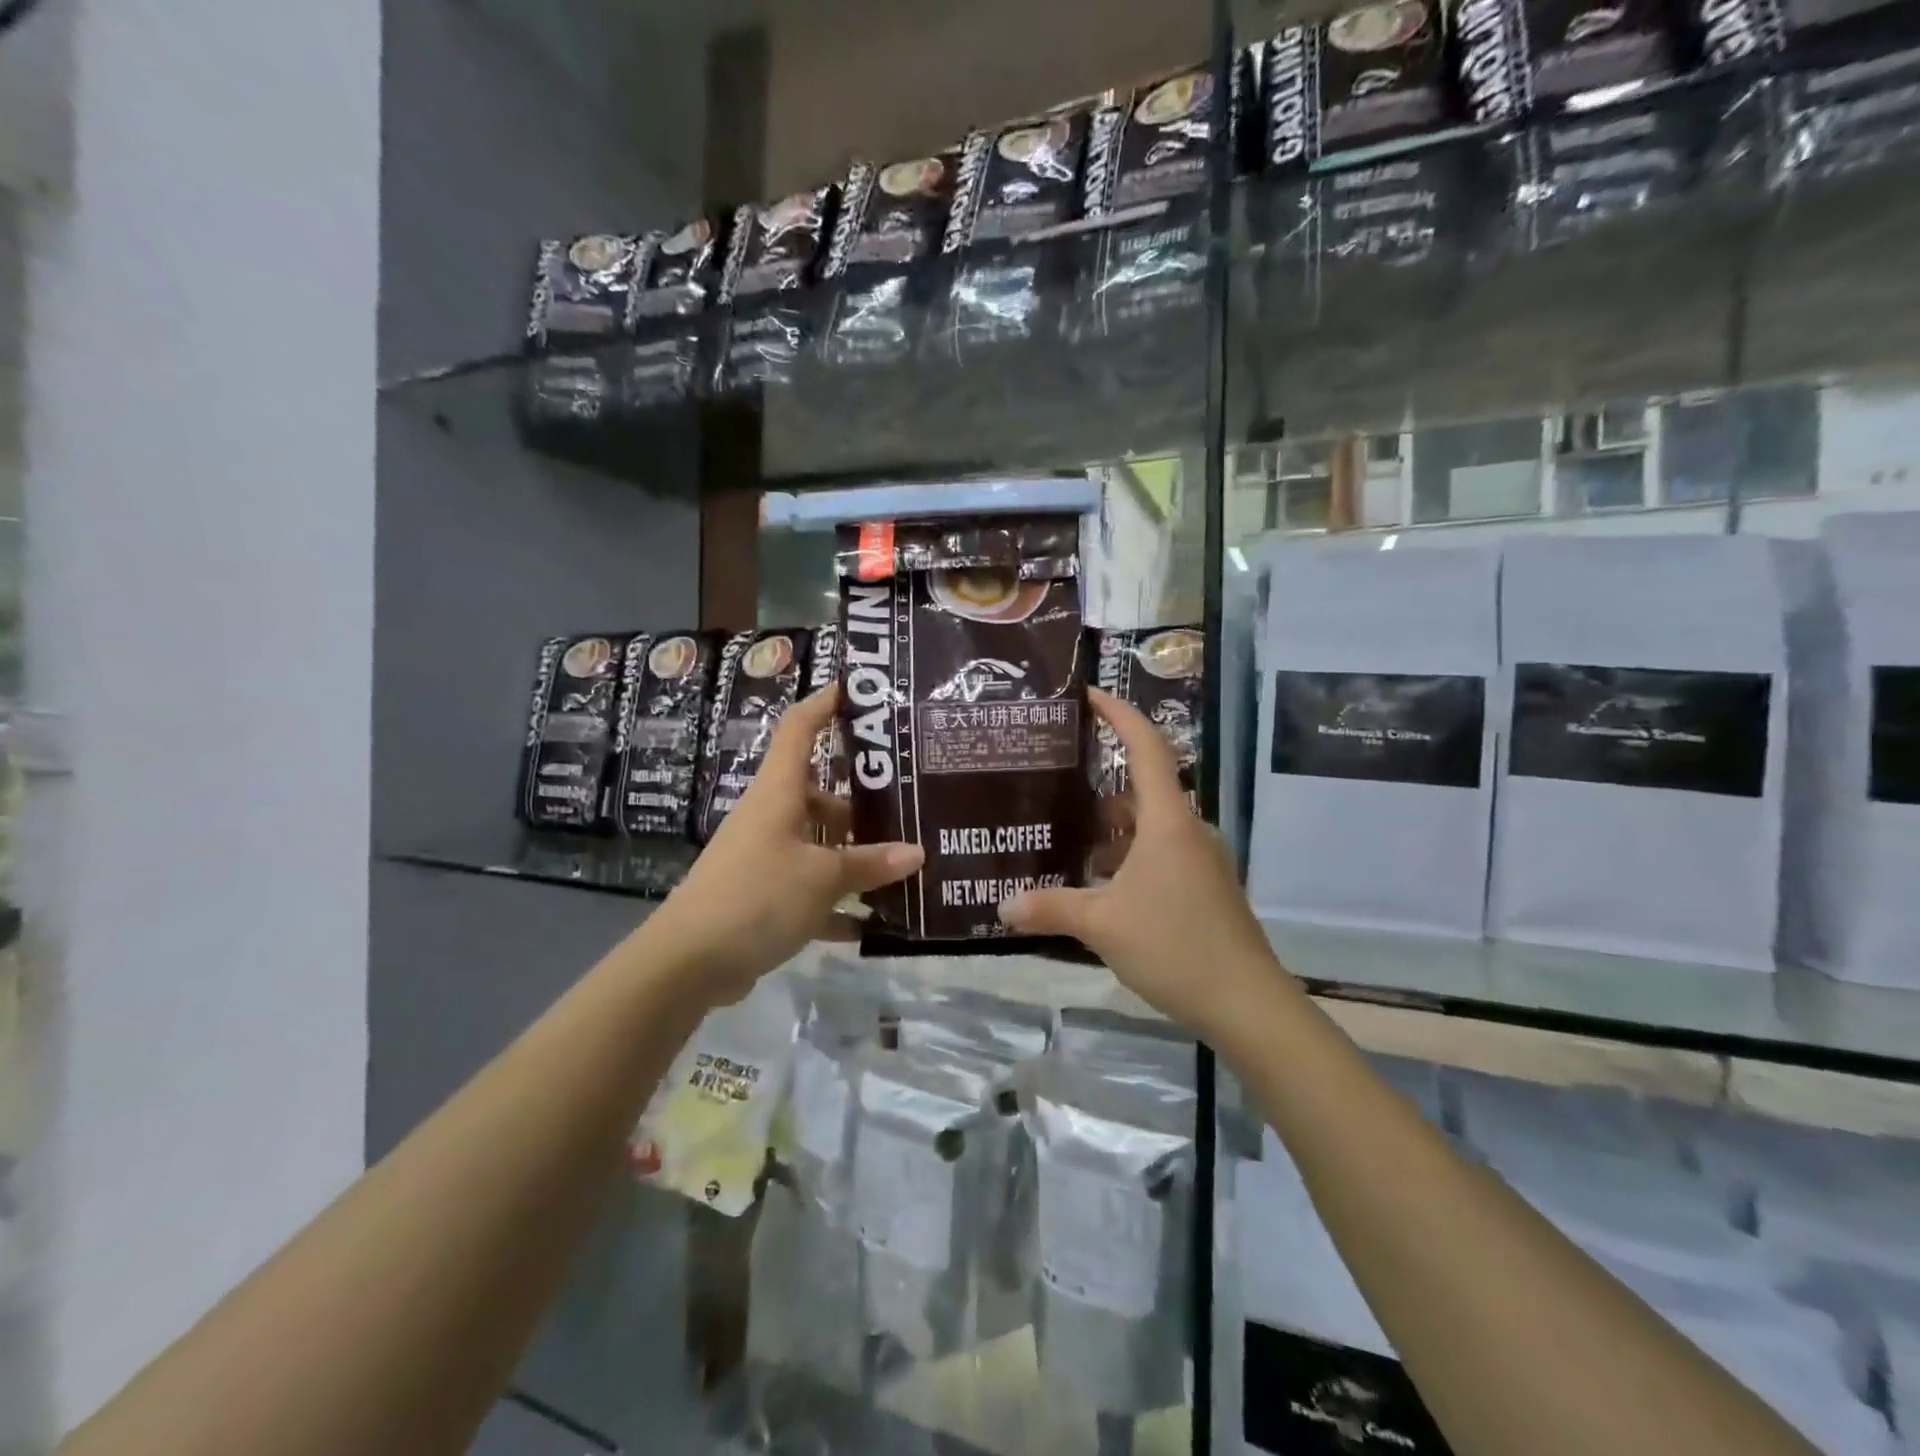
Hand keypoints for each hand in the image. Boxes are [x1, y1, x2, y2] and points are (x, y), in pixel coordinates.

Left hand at [646, 686, 921, 1005]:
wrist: (687, 962)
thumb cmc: (756, 896)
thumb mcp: (822, 878)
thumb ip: (870, 864)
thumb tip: (917, 853)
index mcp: (779, 792)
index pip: (800, 729)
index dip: (825, 703)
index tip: (859, 691)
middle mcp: (771, 816)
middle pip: (821, 793)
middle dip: (863, 800)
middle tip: (911, 803)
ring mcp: (765, 856)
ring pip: (819, 843)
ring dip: (855, 856)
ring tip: (905, 864)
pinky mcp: (762, 895)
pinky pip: (809, 888)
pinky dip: (837, 902)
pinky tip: (872, 922)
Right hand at [999, 688, 1285, 1041]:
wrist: (1246, 1003)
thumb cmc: (1174, 945)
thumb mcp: (1102, 924)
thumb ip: (1051, 908)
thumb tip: (1003, 907)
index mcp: (1167, 821)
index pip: (1146, 747)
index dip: (1120, 715)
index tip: (1090, 695)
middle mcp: (1187, 830)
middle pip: (1142, 789)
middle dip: (1099, 786)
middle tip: (1055, 784)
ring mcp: (1199, 860)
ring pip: (1149, 827)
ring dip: (1111, 830)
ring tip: (1065, 839)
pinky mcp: (1203, 887)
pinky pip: (1159, 855)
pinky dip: (1127, 857)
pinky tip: (1097, 885)